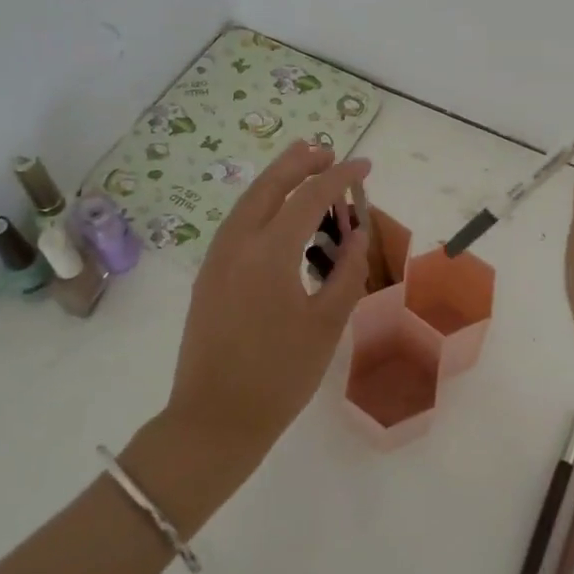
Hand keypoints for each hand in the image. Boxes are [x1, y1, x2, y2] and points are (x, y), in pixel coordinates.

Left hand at [164, 142, 370, 476]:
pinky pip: (238, 222)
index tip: (365, 166)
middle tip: (329, 151)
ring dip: (278, 179)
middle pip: (269, 185)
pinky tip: (280, 214)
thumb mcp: (326, 324)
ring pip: (248, 201)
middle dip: (300, 162)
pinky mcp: (209, 276)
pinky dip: (263, 204)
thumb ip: (347, 272)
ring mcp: (217, 259)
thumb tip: (357, 234)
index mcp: (268, 252)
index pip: (309, 196)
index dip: (340, 177)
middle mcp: (237, 244)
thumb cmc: (279, 376)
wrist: (213, 422)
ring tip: (306, 167)